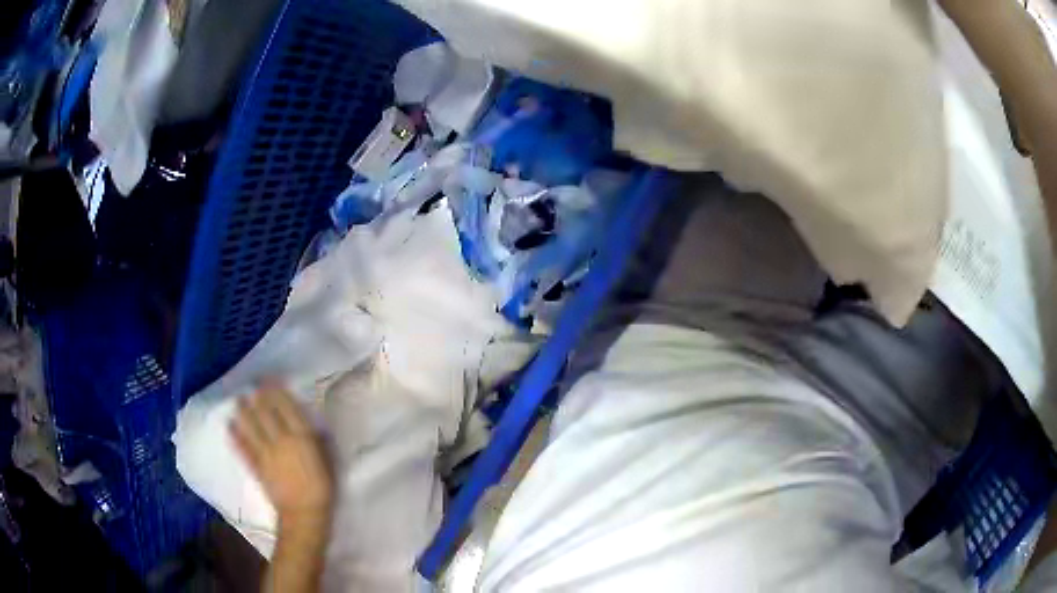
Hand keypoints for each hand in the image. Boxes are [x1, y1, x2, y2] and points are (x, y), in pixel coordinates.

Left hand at [230, 382, 333, 522]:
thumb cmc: (323, 489)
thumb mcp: (328, 463)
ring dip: (244, 411)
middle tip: (254, 385)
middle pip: (266, 413)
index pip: (286, 408)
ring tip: (239, 400)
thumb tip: (312, 426)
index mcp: (301, 438)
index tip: (271, 380)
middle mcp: (280, 441)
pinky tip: (230, 426)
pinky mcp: (256, 467)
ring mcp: (265, 454)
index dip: (277, 392)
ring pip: (251, 426)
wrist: (305, 516)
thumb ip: (319, 443)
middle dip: (259, 397)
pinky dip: (235, 436)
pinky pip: (243, 448)